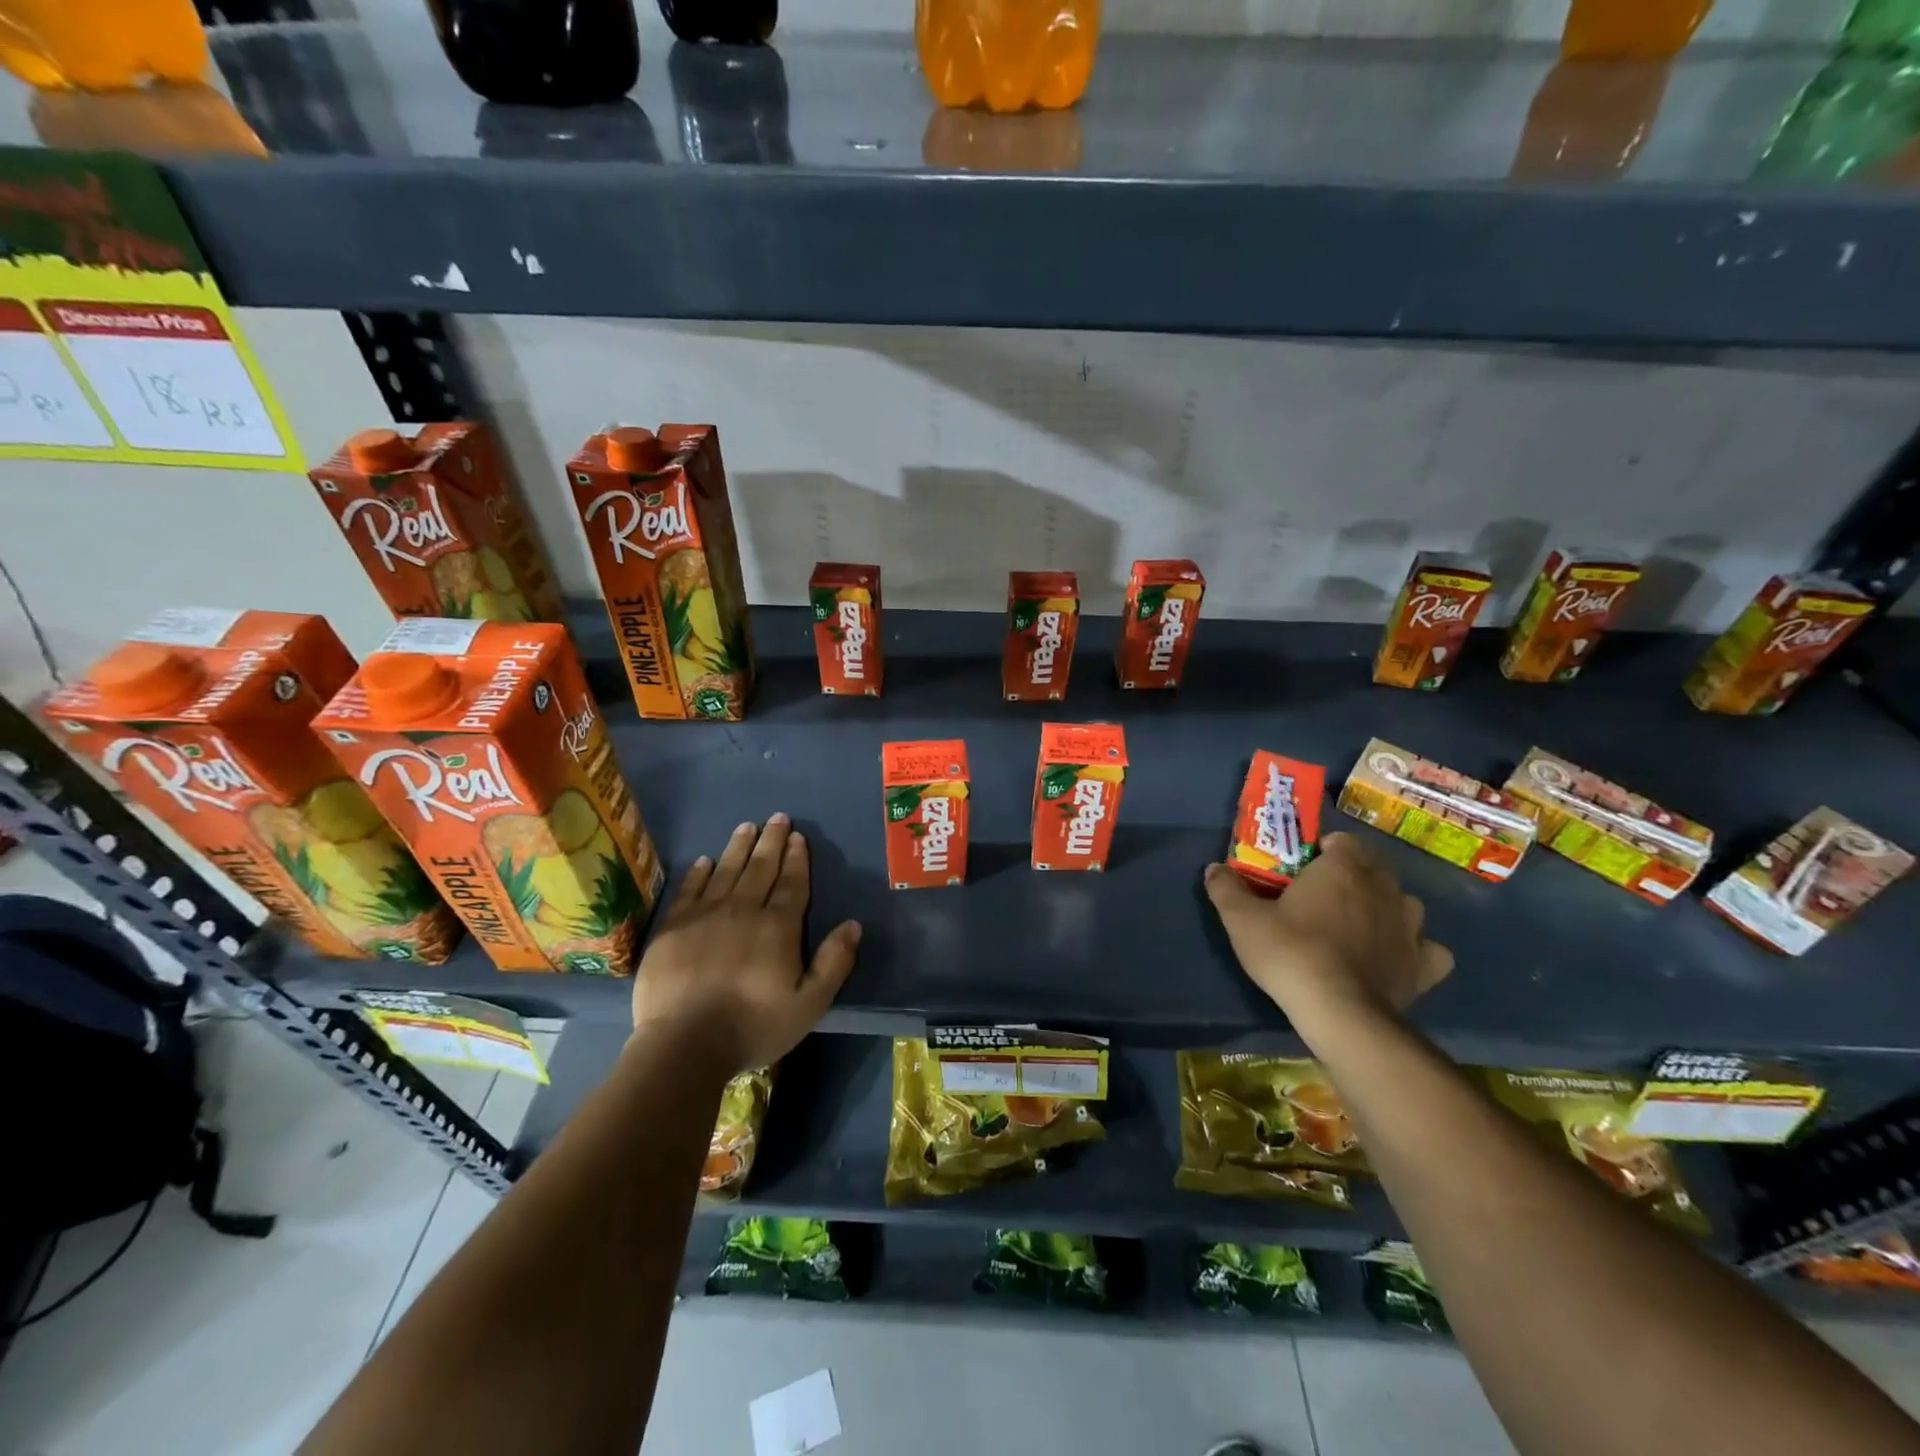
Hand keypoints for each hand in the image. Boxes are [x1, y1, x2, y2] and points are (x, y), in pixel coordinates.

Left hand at [631, 815, 860, 1073]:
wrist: (684, 1043)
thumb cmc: (754, 1026)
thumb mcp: (810, 1004)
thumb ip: (834, 963)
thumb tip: (854, 925)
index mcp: (778, 926)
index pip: (792, 883)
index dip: (797, 859)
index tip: (798, 837)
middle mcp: (743, 910)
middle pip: (760, 868)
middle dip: (771, 841)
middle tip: (777, 818)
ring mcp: (704, 915)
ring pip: (726, 870)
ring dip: (738, 847)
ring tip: (747, 826)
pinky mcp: (673, 927)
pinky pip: (689, 889)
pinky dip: (699, 872)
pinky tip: (705, 860)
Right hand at [1205, 832, 1453, 1026]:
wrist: (1340, 1013)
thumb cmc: (1290, 953)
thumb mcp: (1242, 919)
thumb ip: (1226, 888)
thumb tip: (1214, 868)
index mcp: (1343, 868)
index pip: (1341, 841)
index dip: (1322, 851)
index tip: (1301, 870)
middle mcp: (1384, 888)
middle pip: (1373, 868)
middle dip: (1353, 875)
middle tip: (1322, 897)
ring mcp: (1410, 926)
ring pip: (1403, 903)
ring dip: (1385, 907)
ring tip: (1358, 926)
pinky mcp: (1424, 964)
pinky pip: (1428, 948)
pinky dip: (1415, 949)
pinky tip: (1396, 957)